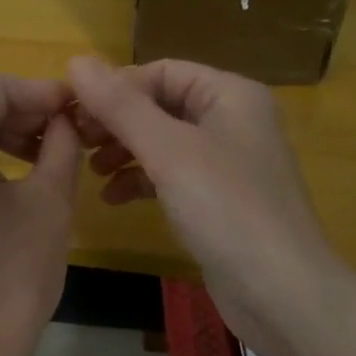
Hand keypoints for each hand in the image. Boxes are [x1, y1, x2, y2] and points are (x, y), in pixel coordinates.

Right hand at [67, 55, 336, 347]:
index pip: (160, 72)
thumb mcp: (168, 150)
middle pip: (160, 105)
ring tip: (90, 170)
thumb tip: (76, 60)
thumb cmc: (227, 208)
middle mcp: (232, 120)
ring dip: (124, 151)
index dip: (115, 88)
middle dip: (116, 121)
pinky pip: (171, 175)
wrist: (282, 294)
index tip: (73, 113)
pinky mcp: (219, 199)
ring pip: (162, 141)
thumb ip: (121, 105)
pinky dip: (141, 180)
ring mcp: (227, 162)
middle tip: (76, 141)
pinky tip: (112, 198)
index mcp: (230, 94)